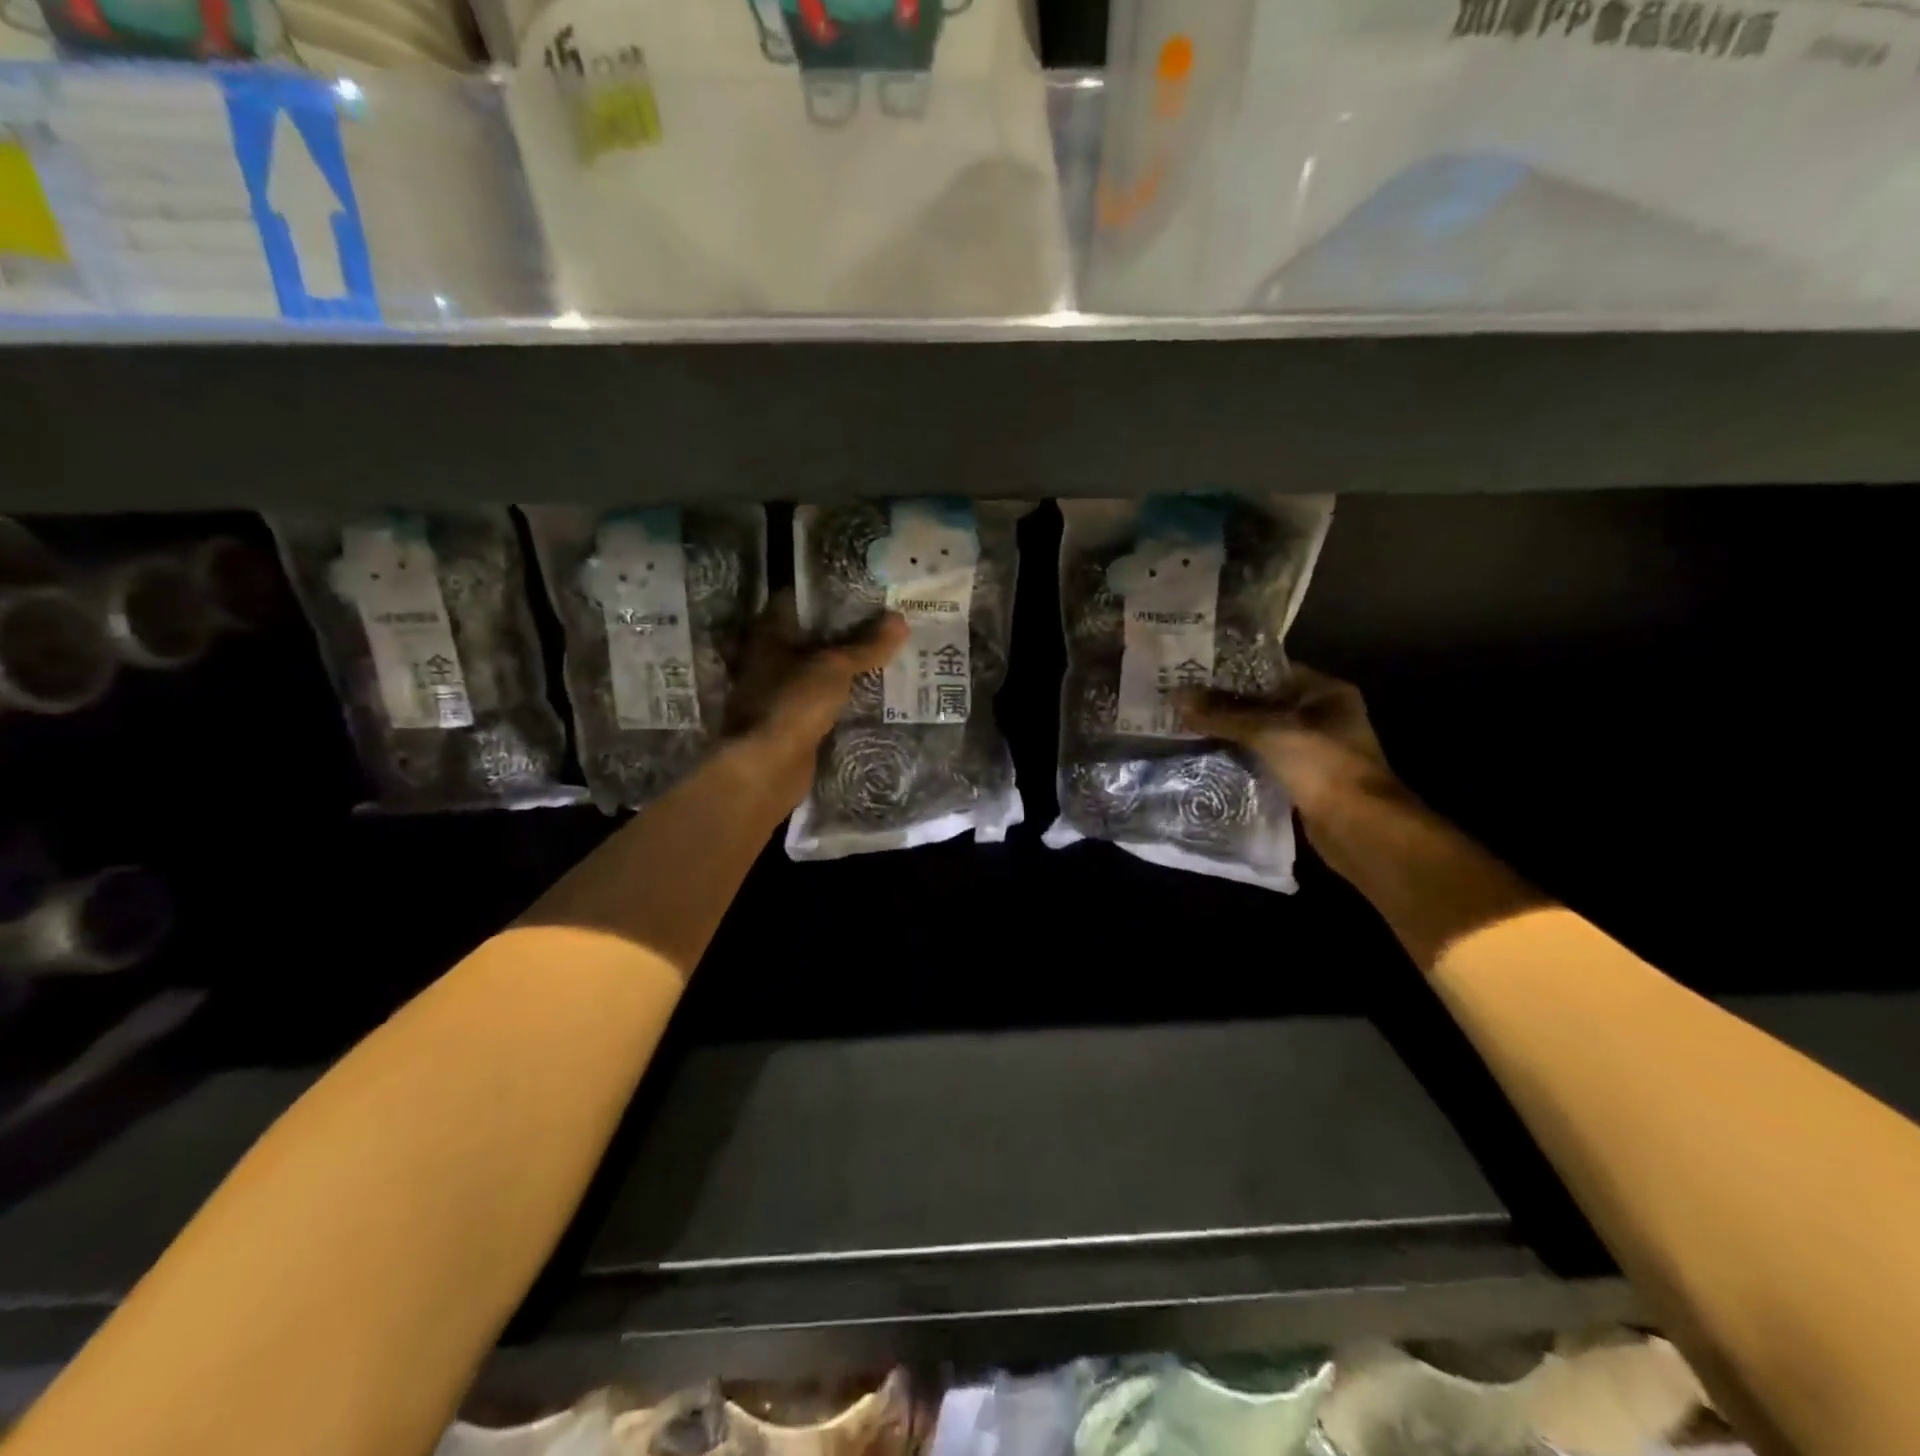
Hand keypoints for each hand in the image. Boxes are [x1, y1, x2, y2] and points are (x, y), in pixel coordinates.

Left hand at [726, 591, 907, 769]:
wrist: (768, 767)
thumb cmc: (794, 703)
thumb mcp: (835, 667)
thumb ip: (867, 645)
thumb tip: (900, 619)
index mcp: (768, 636)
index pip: (797, 602)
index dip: (828, 596)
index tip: (862, 593)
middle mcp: (766, 660)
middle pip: (807, 638)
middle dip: (842, 633)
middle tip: (881, 625)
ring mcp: (775, 693)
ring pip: (814, 671)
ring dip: (841, 667)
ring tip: (882, 656)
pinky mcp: (788, 723)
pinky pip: (818, 701)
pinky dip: (839, 697)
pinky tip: (867, 693)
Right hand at [1176, 665, 1398, 828]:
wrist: (1359, 829)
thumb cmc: (1323, 766)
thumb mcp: (1269, 731)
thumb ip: (1223, 715)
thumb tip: (1176, 697)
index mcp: (1325, 692)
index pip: (1270, 670)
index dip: (1231, 670)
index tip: (1192, 672)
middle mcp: (1321, 716)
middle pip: (1263, 703)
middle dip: (1223, 704)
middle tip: (1180, 701)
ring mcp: (1312, 750)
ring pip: (1260, 735)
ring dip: (1228, 734)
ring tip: (1184, 726)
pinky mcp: (1300, 780)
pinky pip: (1261, 762)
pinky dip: (1237, 760)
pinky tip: (1204, 758)